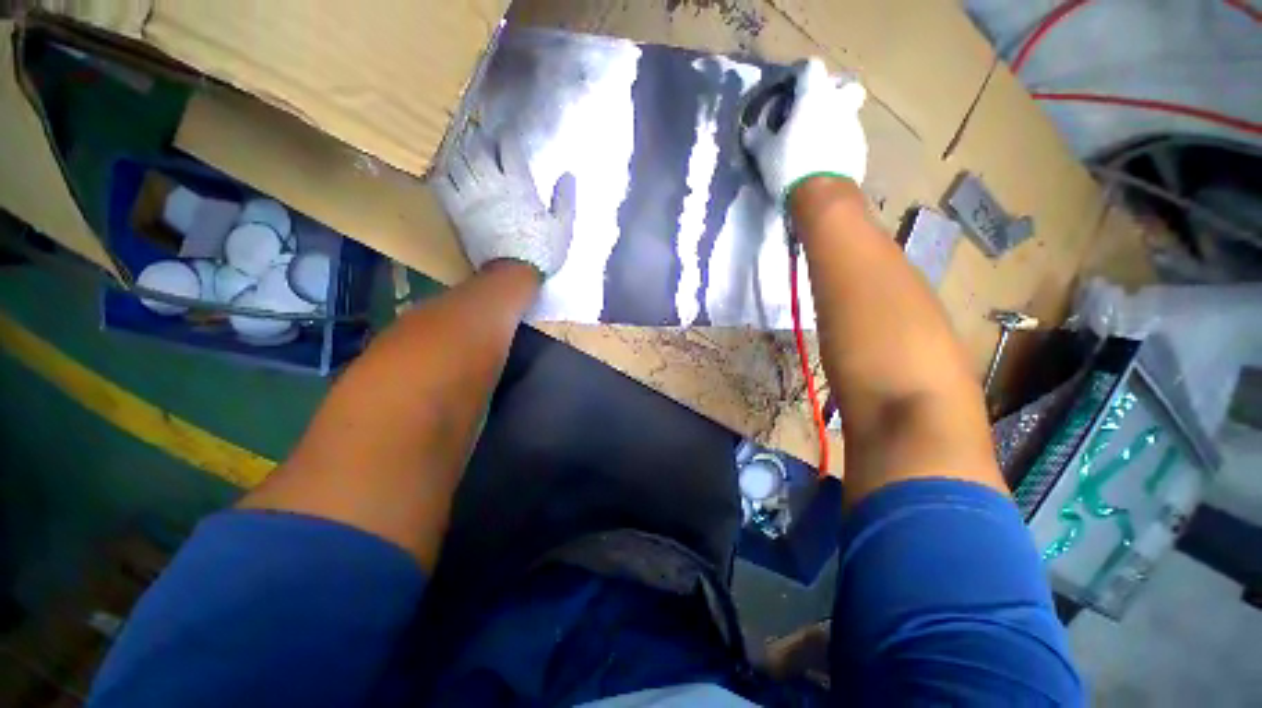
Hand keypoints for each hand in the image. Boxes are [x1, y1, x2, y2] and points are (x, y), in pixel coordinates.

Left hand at [433, 129, 576, 278]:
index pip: (508, 146)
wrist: (512, 274)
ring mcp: (470, 195)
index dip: (508, 138)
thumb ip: (565, 201)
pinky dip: (443, 174)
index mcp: (518, 184)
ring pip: (457, 161)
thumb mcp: (562, 228)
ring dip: (462, 154)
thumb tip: (568, 176)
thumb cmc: (541, 252)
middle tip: (486, 143)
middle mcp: (491, 182)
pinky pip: (442, 183)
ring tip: (466, 155)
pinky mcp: (456, 211)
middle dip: (482, 141)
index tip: (510, 139)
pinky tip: (448, 174)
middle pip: (479, 148)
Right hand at [743, 58, 867, 204]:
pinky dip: (838, 145)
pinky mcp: (860, 151)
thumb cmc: (789, 166)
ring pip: (848, 114)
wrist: (821, 196)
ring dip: (835, 121)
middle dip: (832, 94)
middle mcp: (838, 104)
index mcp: (813, 97)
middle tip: (814, 111)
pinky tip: (824, 163)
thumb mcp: (764, 154)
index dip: (800, 74)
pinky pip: (849, 140)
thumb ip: (757, 138)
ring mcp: (853, 127)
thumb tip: (750, 131)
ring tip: (816, 144)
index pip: (811, 67)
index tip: (790, 88)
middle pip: (844, 85)